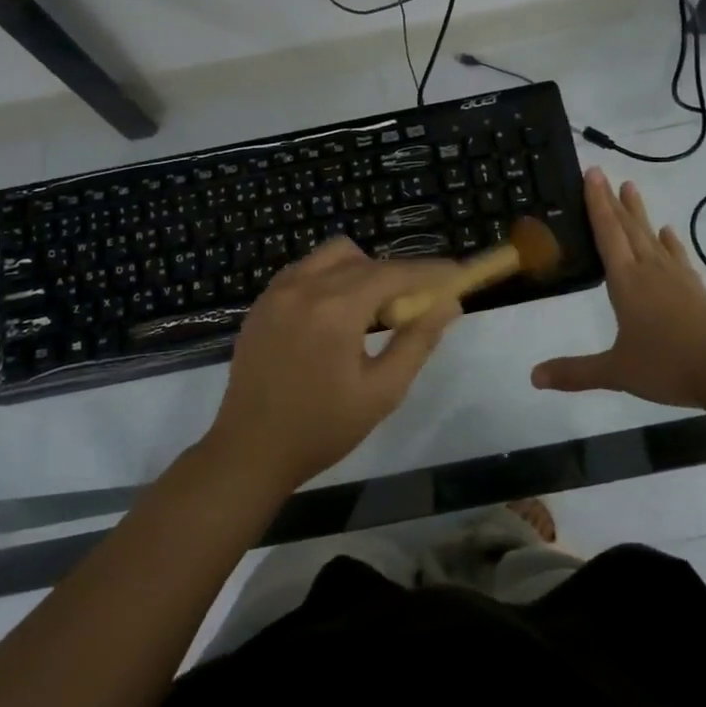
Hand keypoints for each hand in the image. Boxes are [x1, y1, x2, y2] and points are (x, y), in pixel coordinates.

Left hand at [203, 238, 460, 494]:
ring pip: (334, 255)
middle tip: (412, 309)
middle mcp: (305, 286)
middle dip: (397, 277)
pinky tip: (335, 315)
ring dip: (362, 271)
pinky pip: (307, 269)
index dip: (429, 271)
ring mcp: (278, 290)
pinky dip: (331, 278)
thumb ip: (417, 341)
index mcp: (335, 310)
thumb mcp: (381, 392)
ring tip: (371, 312)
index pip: (394, 273)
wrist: (249, 450)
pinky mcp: (263, 300)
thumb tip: (448, 303)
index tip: (456, 274)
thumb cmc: (322, 428)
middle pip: (366, 260)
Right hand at [532, 168, 705, 408]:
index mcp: (626, 282)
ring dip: (639, 213)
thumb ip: (575, 372)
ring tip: (631, 188)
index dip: (597, 204)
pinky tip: (668, 233)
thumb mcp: (615, 372)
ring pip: (652, 237)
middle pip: (628, 228)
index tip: (592, 173)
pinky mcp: (695, 289)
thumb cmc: (667, 366)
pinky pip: (677, 257)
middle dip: (612, 200)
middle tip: (603, 173)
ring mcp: (676, 278)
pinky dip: (670, 242)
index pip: (607, 234)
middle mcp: (649, 271)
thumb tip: (533, 377)